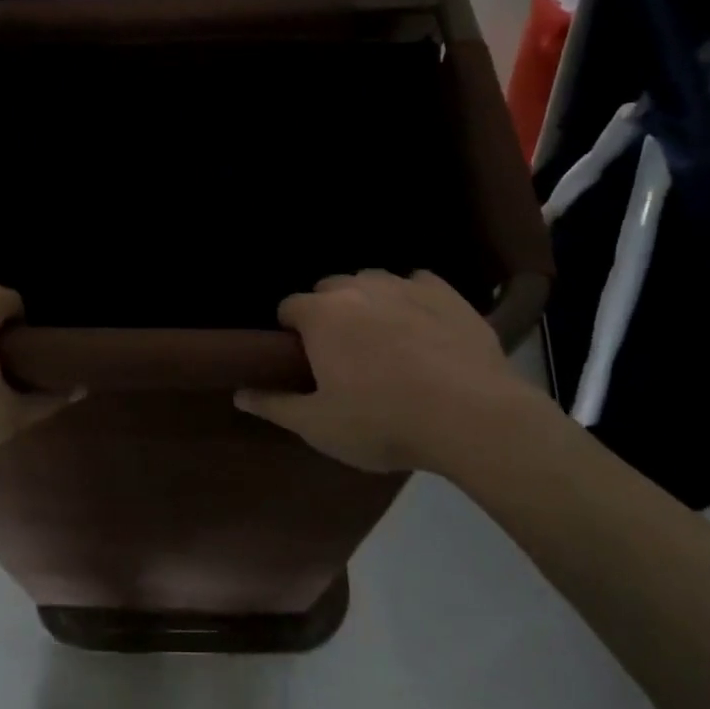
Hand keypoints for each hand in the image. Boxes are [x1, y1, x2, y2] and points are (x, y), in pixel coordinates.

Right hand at [235, 270, 543, 472]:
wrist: (470, 415)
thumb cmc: (383, 421)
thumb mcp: (320, 426)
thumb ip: (275, 405)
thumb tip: (239, 394)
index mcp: (321, 315)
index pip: (289, 307)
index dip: (292, 333)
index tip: (305, 361)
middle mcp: (357, 287)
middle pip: (330, 289)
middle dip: (330, 314)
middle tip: (345, 356)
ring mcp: (403, 285)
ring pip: (372, 282)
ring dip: (369, 303)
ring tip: (385, 341)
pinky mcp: (445, 293)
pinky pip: (418, 284)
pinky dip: (413, 299)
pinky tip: (424, 328)